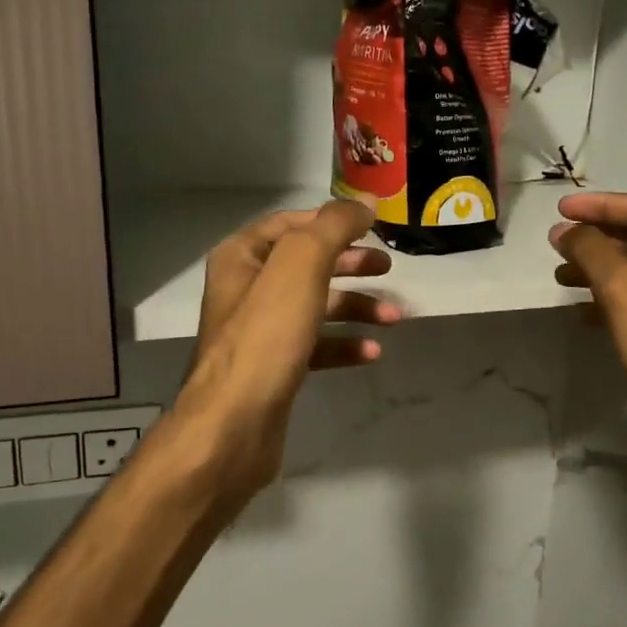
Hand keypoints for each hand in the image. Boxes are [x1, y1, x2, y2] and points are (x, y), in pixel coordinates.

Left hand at [172, 201, 399, 509]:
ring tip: (392, 316)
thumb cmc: (266, 335)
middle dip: (349, 264)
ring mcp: (259, 331)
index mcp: (242, 256)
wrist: (234, 423)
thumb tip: (364, 204)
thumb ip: (334, 227)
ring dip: (355, 307)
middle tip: (387, 267)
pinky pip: (314, 345)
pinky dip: (343, 344)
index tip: (371, 228)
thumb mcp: (302, 265)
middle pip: (306, 264)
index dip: (330, 221)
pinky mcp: (274, 367)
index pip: (290, 224)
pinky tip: (371, 352)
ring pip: (315, 306)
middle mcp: (246, 289)